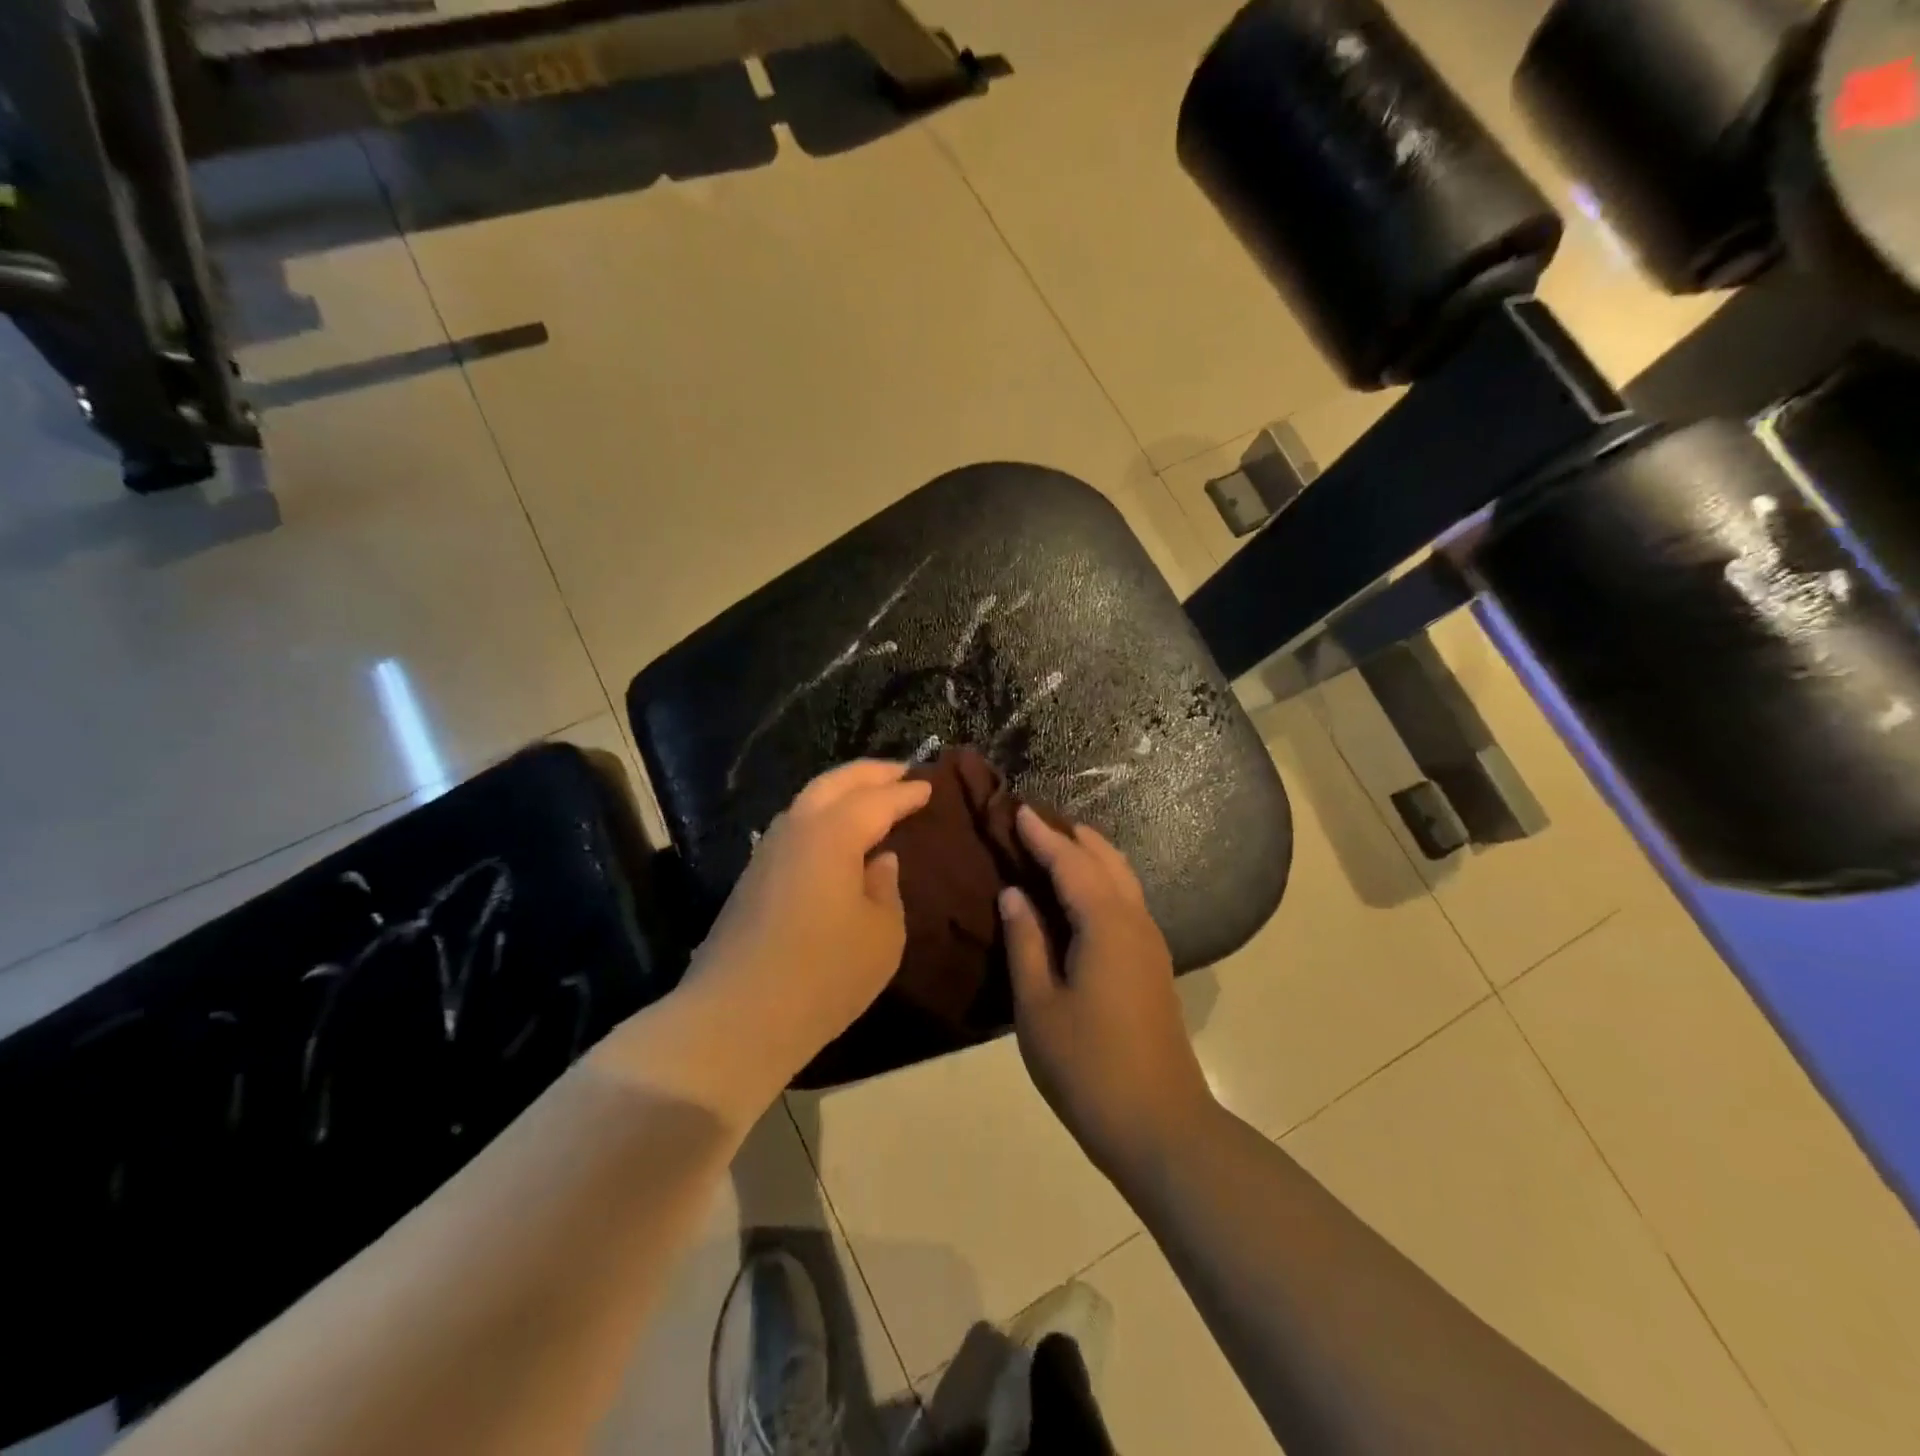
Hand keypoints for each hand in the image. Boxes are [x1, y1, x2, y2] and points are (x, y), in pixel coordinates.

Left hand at [684, 760, 931, 1086]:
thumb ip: (886, 888)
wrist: (737, 1017)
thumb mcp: (882, 935)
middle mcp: (796, 829)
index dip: (907, 792)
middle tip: (901, 771)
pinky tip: (836, 835)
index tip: (929, 784)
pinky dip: (822, 816)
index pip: (877, 800)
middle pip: (835, 783)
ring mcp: (768, 852)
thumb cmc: (824, 974)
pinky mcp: (753, 878)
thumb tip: (879, 860)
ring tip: (870, 796)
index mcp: (832, 834)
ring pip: (808, 801)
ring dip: (842, 791)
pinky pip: (796, 827)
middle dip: (870, 773)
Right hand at [1000, 808, 1217, 1183]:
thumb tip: (1014, 893)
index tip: (1018, 810)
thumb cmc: (1087, 1066)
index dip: (1042, 836)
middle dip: (1072, 836)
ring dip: (1091, 855)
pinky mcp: (1153, 964)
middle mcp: (1135, 922)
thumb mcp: (1039, 1006)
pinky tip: (1082, 895)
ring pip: (1122, 879)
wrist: (1160, 1124)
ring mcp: (1151, 943)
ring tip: (1057, 846)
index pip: (1071, 862)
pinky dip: (1102, 881)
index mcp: (1105, 924)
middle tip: (1035, 822)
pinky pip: (1127, 901)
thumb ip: (1025, 942)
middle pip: (1106, 860)